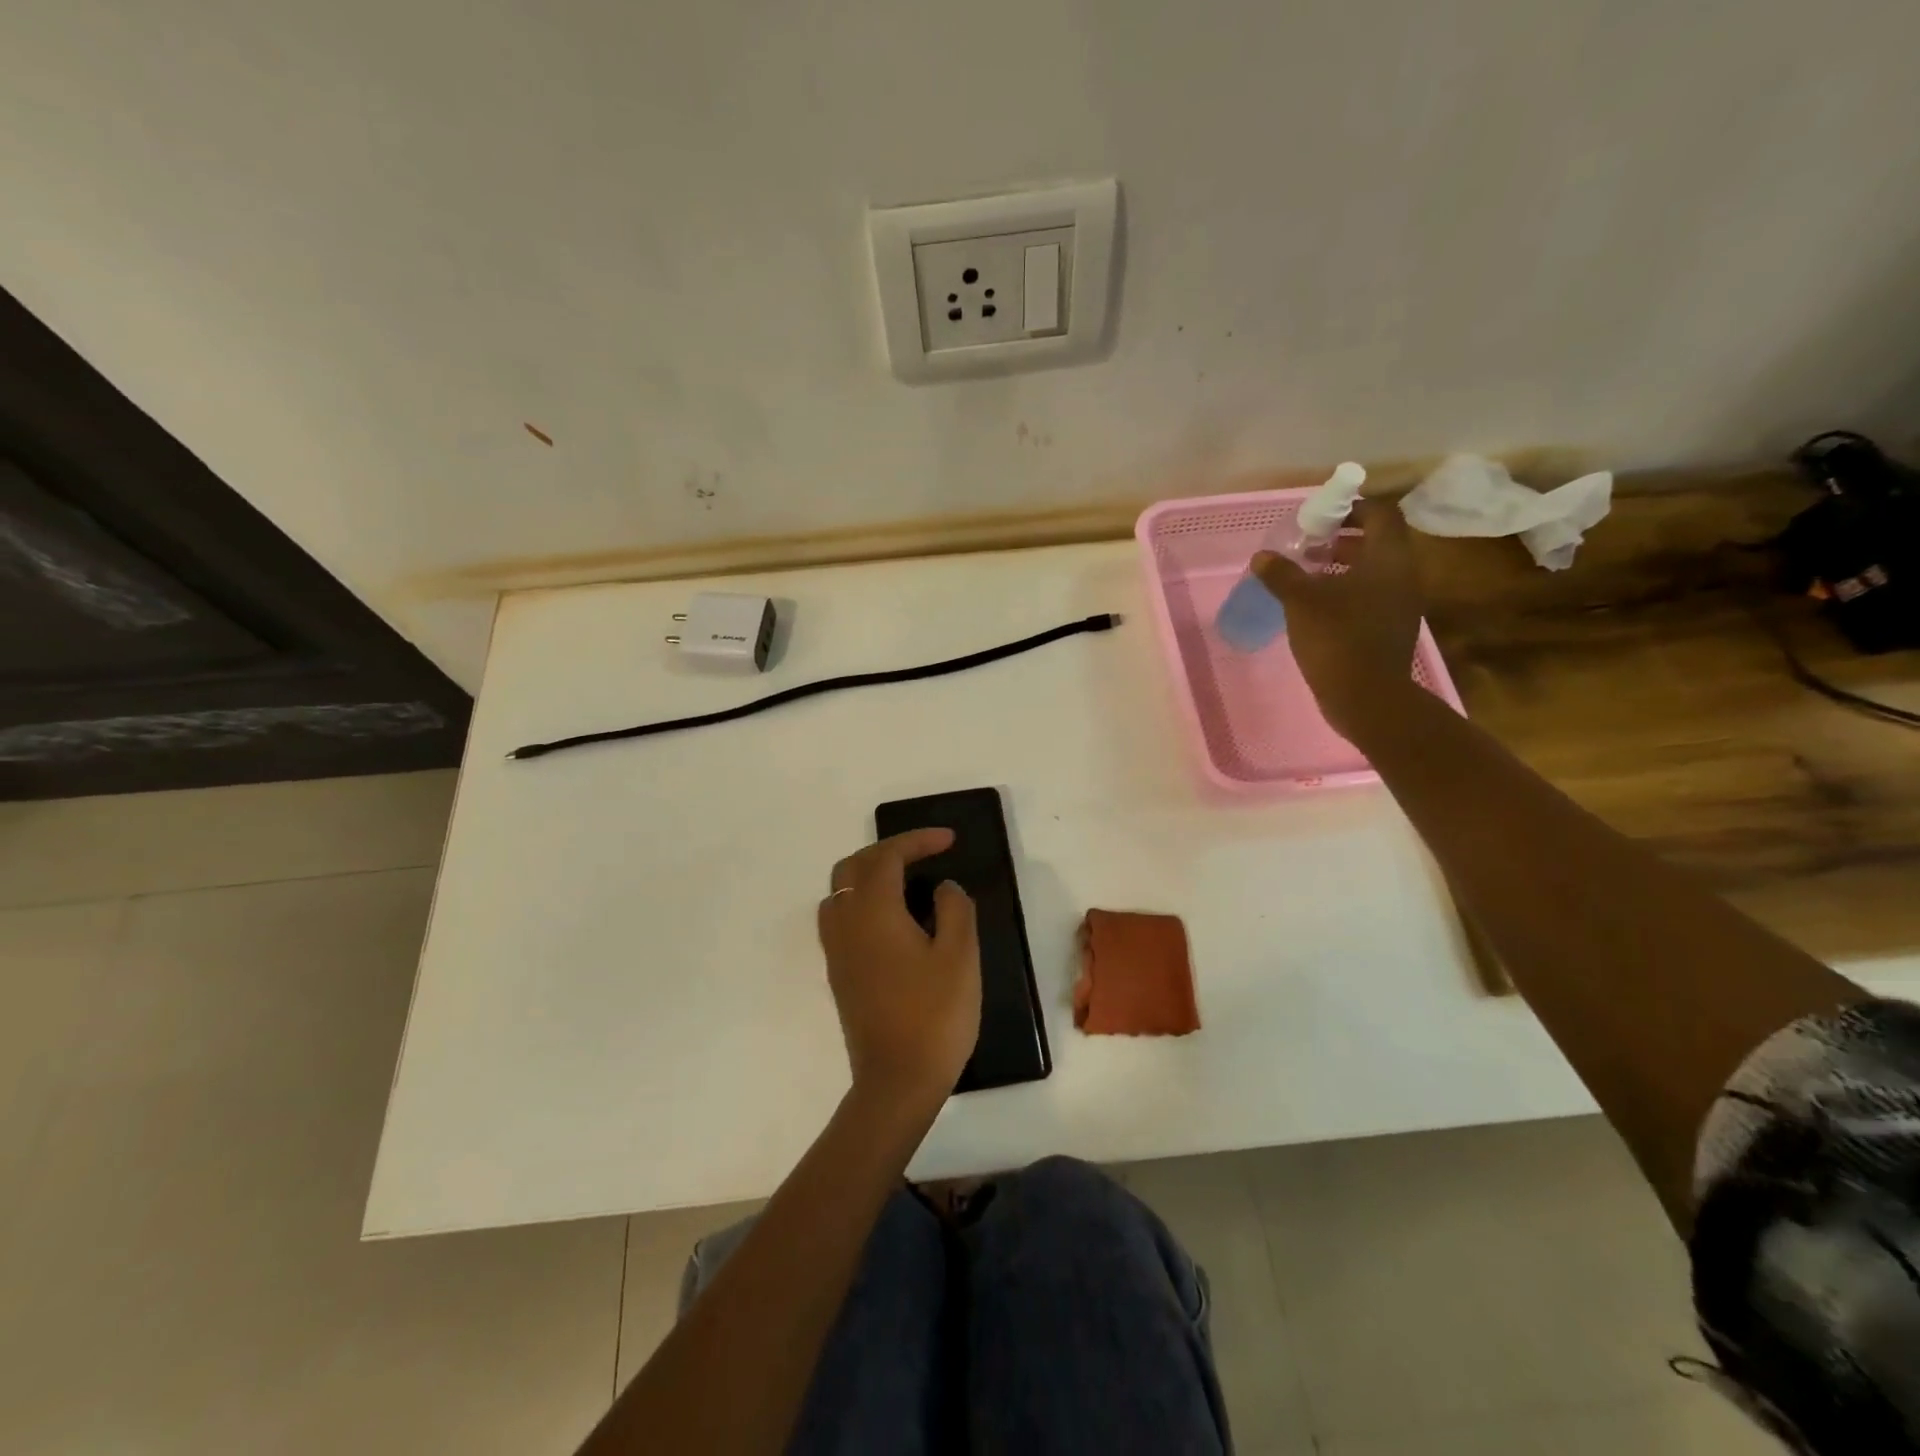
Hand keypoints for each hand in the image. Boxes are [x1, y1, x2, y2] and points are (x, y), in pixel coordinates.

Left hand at [817, 829, 979, 1111]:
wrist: (896, 1082)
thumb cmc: (934, 1015)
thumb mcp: (960, 956)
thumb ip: (954, 908)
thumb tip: (942, 888)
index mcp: (873, 911)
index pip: (887, 856)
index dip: (918, 840)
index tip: (949, 840)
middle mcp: (845, 922)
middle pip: (854, 866)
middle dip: (889, 850)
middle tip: (926, 854)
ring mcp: (836, 949)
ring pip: (840, 890)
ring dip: (870, 873)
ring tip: (906, 881)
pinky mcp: (838, 972)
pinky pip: (840, 916)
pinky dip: (862, 899)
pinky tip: (891, 919)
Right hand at [1252, 498, 1424, 739]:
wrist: (1367, 696)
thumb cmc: (1337, 637)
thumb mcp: (1301, 602)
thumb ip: (1282, 575)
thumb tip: (1262, 556)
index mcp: (1387, 559)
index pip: (1380, 515)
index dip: (1352, 509)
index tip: (1321, 517)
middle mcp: (1402, 576)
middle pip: (1377, 543)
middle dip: (1342, 540)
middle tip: (1308, 547)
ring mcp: (1400, 605)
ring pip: (1373, 572)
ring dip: (1342, 567)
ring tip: (1307, 577)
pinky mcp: (1390, 629)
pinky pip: (1370, 597)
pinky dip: (1346, 592)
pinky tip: (1316, 608)